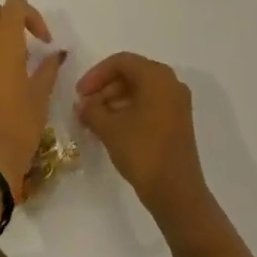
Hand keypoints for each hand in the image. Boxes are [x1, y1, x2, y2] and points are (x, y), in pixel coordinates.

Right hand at [75, 54, 222, 251]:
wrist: (177, 193)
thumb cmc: (143, 152)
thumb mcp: (110, 128)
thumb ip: (92, 110)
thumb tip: (82, 104)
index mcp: (156, 76)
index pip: (121, 62)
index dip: (96, 75)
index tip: (78, 94)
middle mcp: (170, 82)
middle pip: (131, 74)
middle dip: (104, 88)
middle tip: (84, 107)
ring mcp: (177, 102)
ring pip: (140, 90)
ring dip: (114, 100)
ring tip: (94, 120)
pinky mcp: (178, 121)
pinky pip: (149, 104)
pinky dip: (129, 110)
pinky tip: (112, 128)